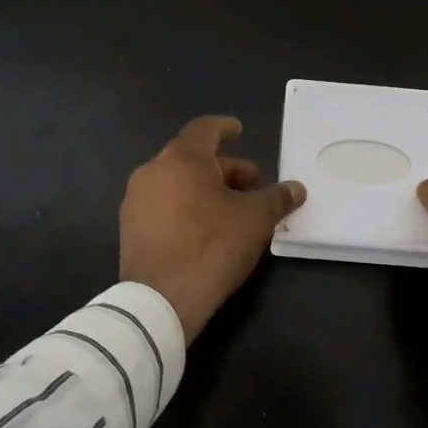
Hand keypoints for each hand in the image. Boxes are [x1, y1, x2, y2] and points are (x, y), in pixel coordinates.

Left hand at [119, 115, 306, 341]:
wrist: (161, 299)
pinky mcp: (130, 229)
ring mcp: (136, 201)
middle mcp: (153, 171)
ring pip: (177, 182)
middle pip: (192, 157)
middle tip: (252, 184)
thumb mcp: (255, 220)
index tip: (239, 131)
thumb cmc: (212, 246)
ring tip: (232, 209)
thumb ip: (277, 198)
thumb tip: (296, 189)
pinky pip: (164, 204)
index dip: (225, 128)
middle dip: (225, 168)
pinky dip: (187, 206)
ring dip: (206, 188)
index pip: (205, 129)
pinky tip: (207, 228)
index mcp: (182, 159)